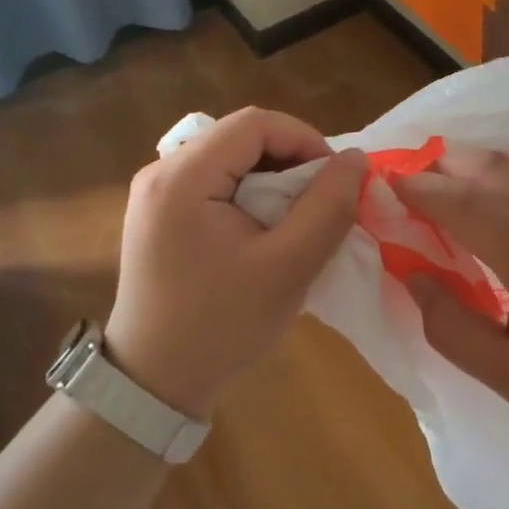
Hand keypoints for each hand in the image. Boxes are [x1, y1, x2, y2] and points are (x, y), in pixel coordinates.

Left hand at [106, 108, 365, 419]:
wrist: (153, 385)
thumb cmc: (221, 326)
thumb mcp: (288, 267)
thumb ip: (327, 207)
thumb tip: (355, 159)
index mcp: (183, 176)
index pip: (255, 123)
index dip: (305, 139)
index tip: (334, 179)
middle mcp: (162, 171)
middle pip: (240, 136)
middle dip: (291, 159)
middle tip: (321, 199)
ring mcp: (156, 192)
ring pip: (230, 156)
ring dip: (272, 176)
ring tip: (298, 215)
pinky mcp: (159, 213)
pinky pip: (214, 180)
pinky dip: (250, 192)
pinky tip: (265, 227)